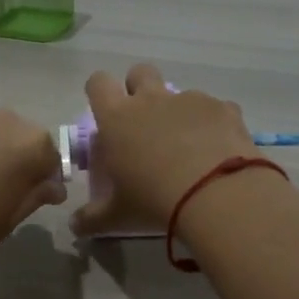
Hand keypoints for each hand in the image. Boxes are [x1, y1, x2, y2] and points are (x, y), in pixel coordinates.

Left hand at [0, 109, 66, 268]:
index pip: (53, 160)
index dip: (46, 183)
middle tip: (4, 198)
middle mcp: (5, 121)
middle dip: (19, 166)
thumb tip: (52, 186)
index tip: (34, 203)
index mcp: (31, 143)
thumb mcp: (8, 219)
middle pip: (23, 143)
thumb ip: (35, 197)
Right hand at [70, 64, 259, 236]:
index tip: (105, 111)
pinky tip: (218, 151)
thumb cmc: (154, 200)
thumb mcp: (117, 215)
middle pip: (140, 72)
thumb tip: (74, 226)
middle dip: (139, 89)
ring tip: (188, 147)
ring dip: (179, 111)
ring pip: (180, 93)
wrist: (217, 194)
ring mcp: (190, 100)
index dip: (99, 91)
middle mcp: (151, 100)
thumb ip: (92, 218)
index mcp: (117, 118)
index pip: (98, 82)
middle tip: (144, 122)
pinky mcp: (223, 109)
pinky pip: (215, 109)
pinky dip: (213, 125)